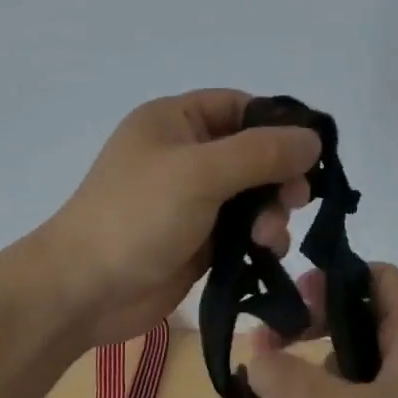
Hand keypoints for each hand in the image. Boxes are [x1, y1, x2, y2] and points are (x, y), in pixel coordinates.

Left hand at [39, 90, 321, 350]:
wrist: (84, 290)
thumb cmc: (136, 216)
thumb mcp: (199, 173)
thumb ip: (260, 153)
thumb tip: (314, 138)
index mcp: (176, 121)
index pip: (241, 107)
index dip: (279, 126)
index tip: (313, 153)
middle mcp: (185, 154)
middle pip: (253, 153)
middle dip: (278, 176)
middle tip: (296, 200)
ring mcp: (192, 199)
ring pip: (253, 195)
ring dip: (271, 212)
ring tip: (268, 238)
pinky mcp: (198, 239)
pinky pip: (243, 229)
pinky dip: (260, 238)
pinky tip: (266, 252)